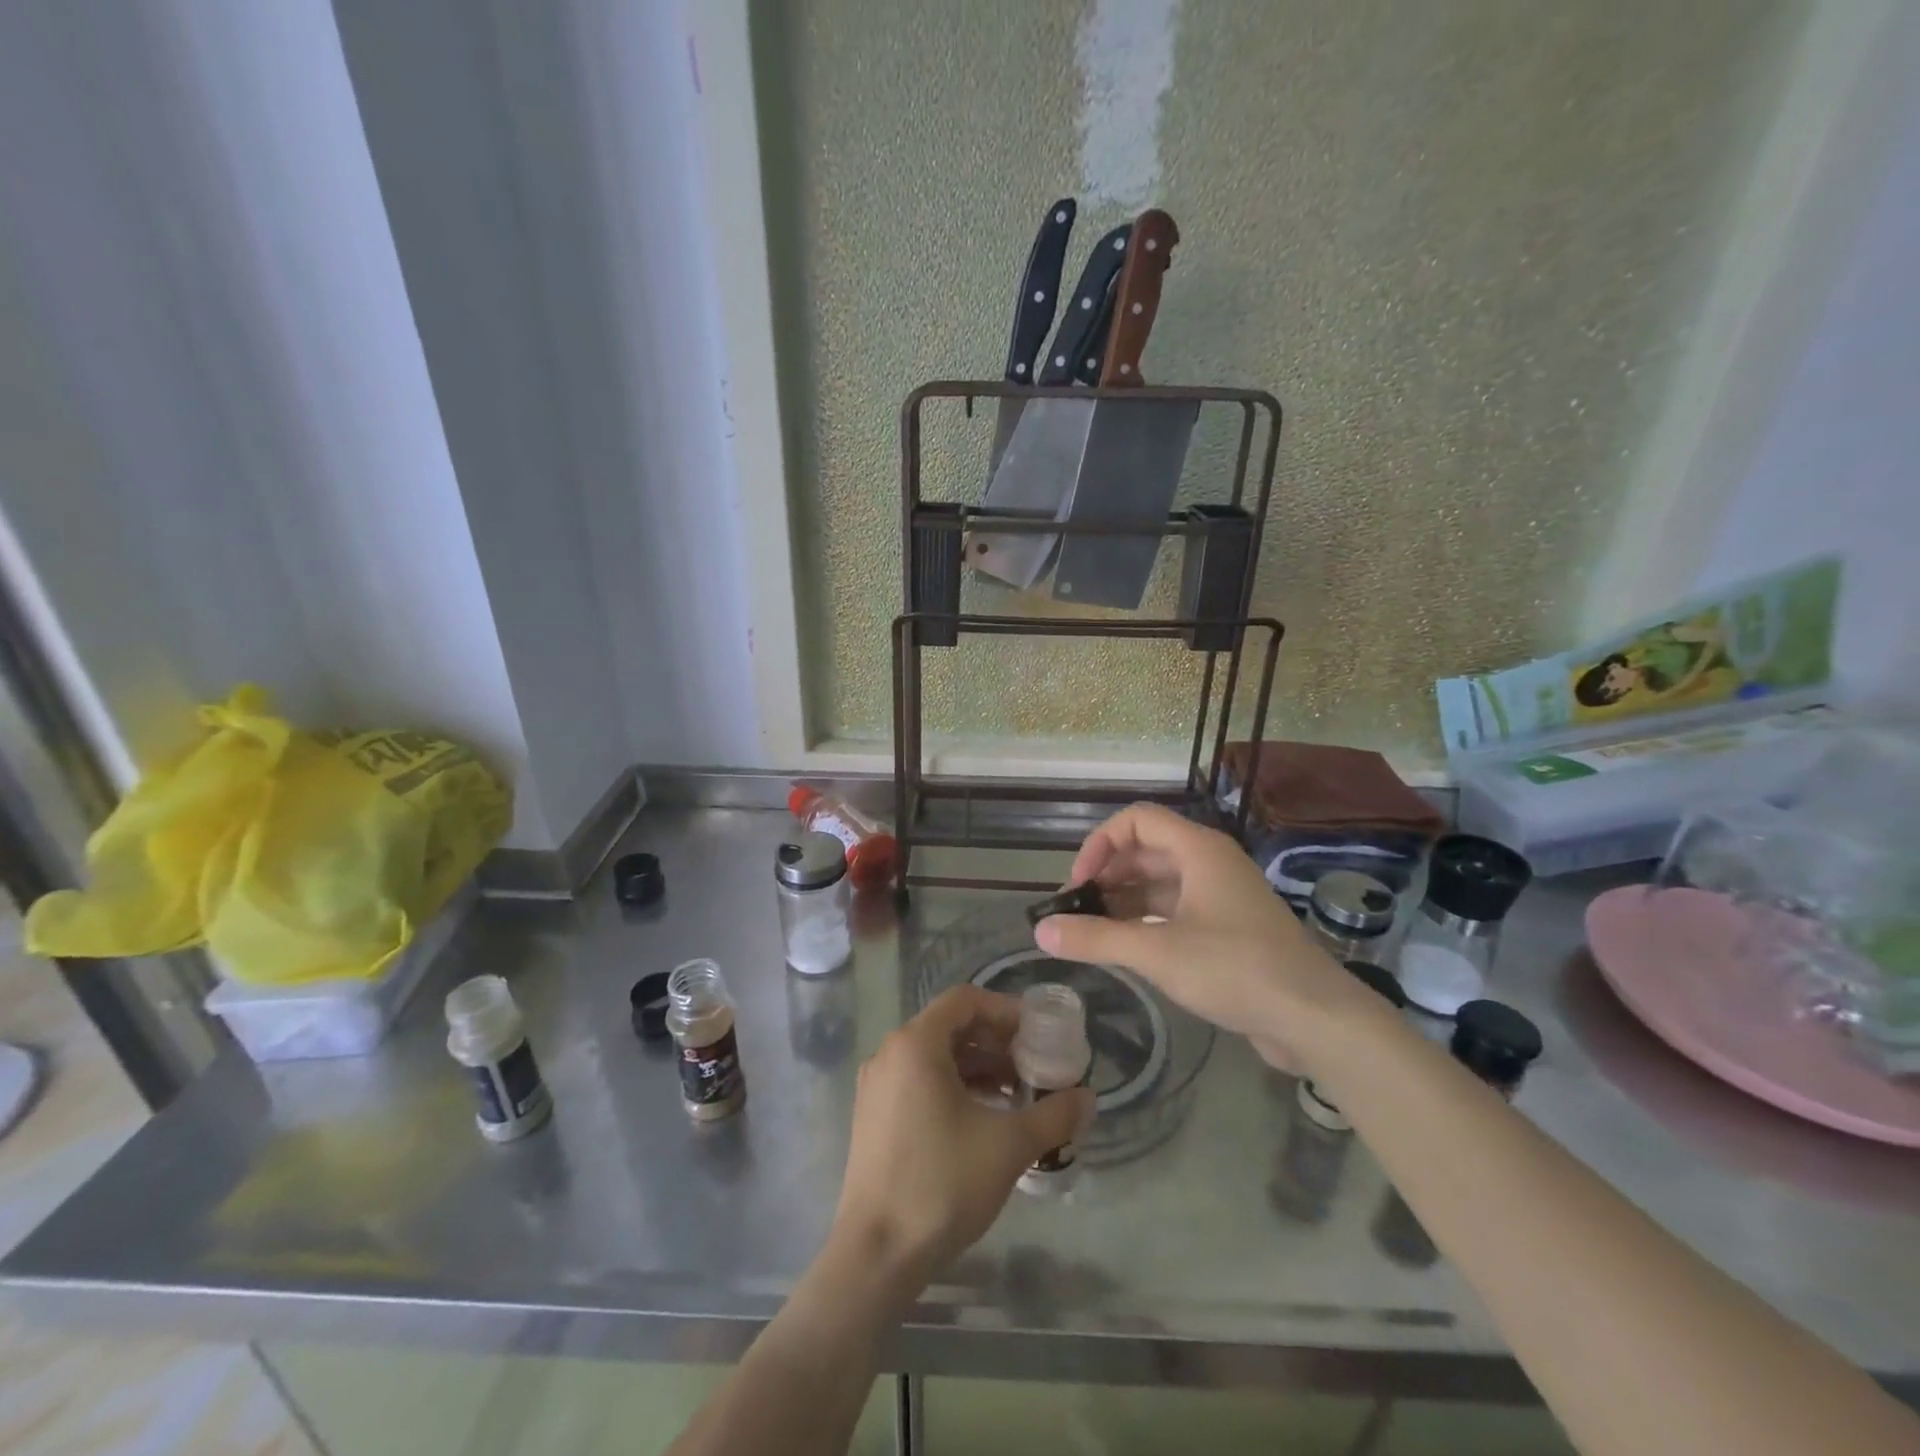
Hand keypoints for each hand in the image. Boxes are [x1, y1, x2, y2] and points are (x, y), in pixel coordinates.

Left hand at [833, 985, 1093, 1284]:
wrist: (877, 1254)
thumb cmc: (942, 1183)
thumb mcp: (1008, 1145)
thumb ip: (1053, 1115)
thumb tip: (1088, 1098)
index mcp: (916, 1044)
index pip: (965, 1000)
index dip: (1005, 1010)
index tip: (1037, 1034)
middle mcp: (890, 1053)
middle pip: (950, 1026)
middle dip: (995, 1041)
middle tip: (1033, 1065)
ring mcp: (877, 1085)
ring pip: (935, 1056)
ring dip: (977, 1066)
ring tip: (1016, 1094)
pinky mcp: (874, 1115)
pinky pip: (919, 1080)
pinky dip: (953, 1086)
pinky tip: (982, 1117)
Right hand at [1034, 803, 1365, 1072]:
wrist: (1316, 1018)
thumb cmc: (1236, 969)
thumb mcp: (1158, 953)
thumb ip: (1097, 939)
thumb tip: (1040, 932)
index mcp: (1198, 850)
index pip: (1137, 820)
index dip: (1100, 843)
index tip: (1078, 884)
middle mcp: (1210, 863)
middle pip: (1146, 850)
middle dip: (1107, 875)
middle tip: (1076, 911)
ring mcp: (1221, 896)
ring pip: (1160, 883)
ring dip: (1124, 900)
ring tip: (1091, 931)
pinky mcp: (1228, 928)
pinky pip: (1176, 910)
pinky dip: (1146, 921)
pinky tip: (1125, 946)